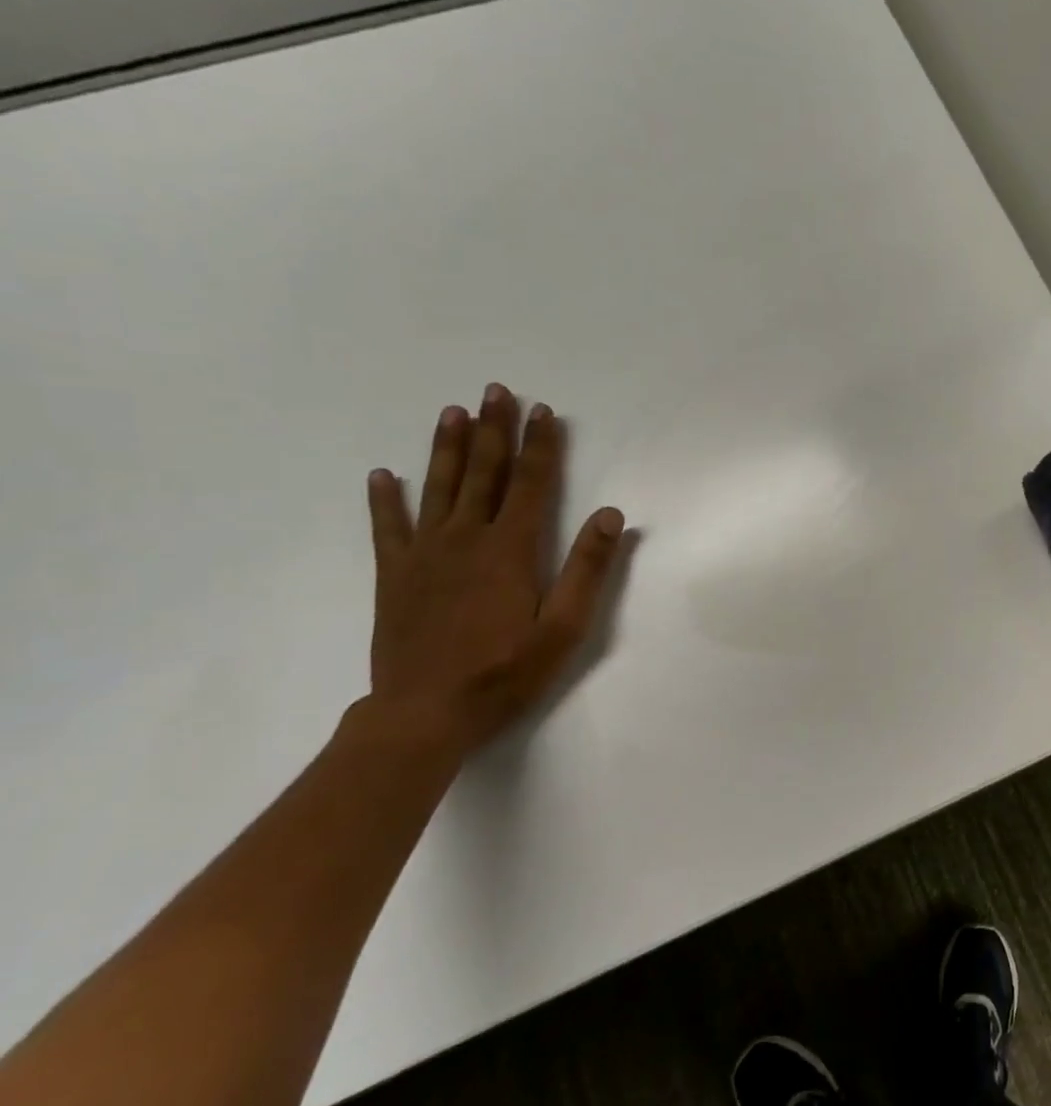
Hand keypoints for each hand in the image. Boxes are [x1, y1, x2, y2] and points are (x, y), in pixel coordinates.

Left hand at [364, 384, 626, 756]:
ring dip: (447, 448)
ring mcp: (424, 556)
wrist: (424, 714)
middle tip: (496, 390)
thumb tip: (611, 514)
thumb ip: (587, 569)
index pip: (530, 484)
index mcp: (510, 550)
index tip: (545, 412)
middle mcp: (466, 540)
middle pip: (483, 474)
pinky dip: (386, 499)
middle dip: (493, 430)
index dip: (540, 446)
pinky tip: (384, 475)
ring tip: (453, 412)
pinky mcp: (395, 576)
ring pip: (438, 489)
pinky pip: (389, 528)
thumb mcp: (564, 628)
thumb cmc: (505, 673)